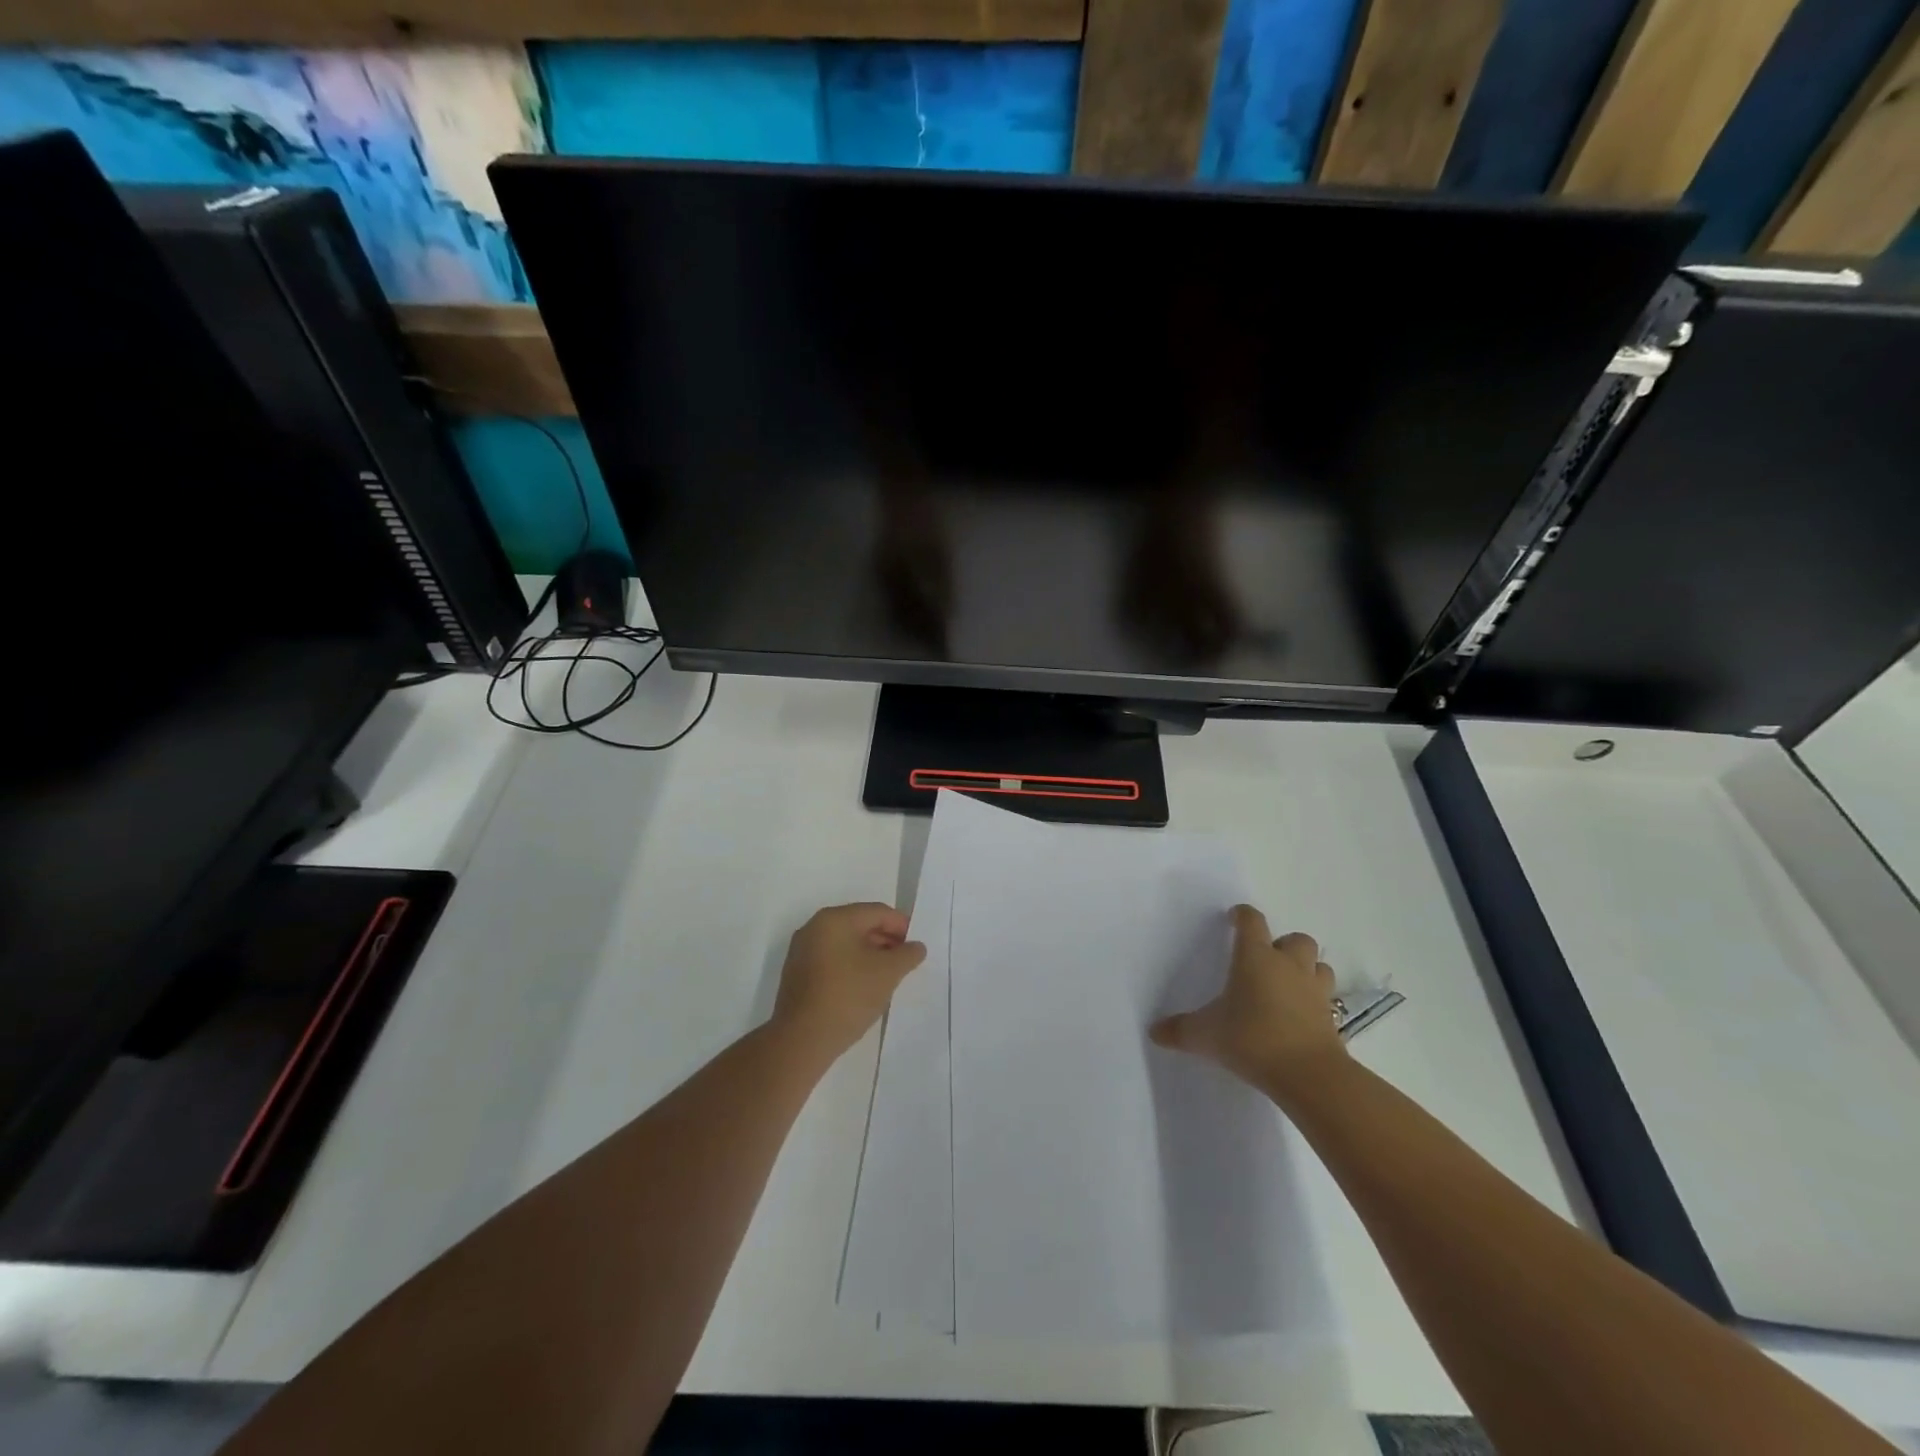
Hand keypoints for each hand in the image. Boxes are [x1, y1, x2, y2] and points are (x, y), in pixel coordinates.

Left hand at [771, 903, 926, 1062]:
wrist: (801, 1040)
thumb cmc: (848, 996)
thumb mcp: (888, 973)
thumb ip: (907, 954)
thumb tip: (916, 947)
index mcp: (834, 919)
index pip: (877, 912)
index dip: (901, 926)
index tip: (916, 947)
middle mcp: (814, 928)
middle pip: (859, 925)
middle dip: (886, 941)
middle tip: (905, 962)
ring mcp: (802, 951)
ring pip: (845, 944)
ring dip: (869, 955)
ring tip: (887, 976)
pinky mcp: (797, 974)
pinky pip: (831, 960)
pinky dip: (851, 967)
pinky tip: (863, 987)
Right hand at [1149, 905, 1346, 1103]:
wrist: (1308, 1074)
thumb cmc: (1252, 1038)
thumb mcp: (1206, 1035)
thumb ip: (1180, 1030)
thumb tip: (1154, 1031)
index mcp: (1255, 957)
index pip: (1252, 921)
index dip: (1242, 916)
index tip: (1233, 919)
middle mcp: (1288, 966)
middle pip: (1296, 939)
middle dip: (1283, 945)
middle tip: (1266, 961)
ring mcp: (1315, 991)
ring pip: (1318, 966)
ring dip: (1306, 969)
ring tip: (1288, 985)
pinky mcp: (1332, 1018)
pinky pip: (1327, 1000)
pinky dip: (1315, 1002)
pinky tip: (1300, 1017)